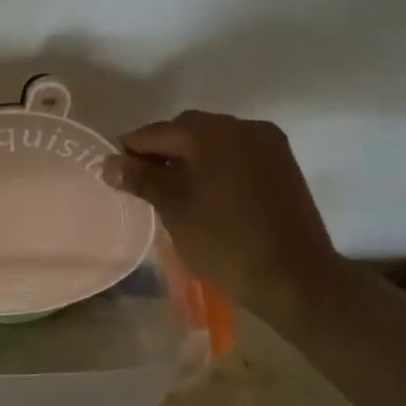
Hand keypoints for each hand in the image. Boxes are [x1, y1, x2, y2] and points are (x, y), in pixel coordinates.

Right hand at [111, 111, 342, 328]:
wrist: (297, 279)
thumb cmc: (226, 243)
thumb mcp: (175, 210)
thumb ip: (141, 179)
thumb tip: (108, 162)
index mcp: (212, 133)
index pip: (158, 131)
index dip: (131, 149)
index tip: (113, 170)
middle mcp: (242, 127)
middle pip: (188, 129)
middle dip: (161, 150)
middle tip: (140, 181)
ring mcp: (268, 144)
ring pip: (215, 141)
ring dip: (189, 156)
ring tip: (170, 188)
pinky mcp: (283, 164)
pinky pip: (237, 153)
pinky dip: (216, 164)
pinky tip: (204, 191)